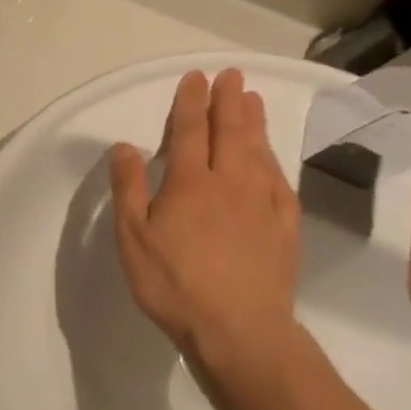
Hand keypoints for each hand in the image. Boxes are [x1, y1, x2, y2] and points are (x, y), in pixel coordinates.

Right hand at [108, 69, 301, 372]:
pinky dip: (273, 160)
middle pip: (230, 132)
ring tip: (253, 100)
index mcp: (190, 183)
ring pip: (258, 151)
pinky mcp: (285, 228)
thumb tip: (125, 146)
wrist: (241, 333)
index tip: (196, 77)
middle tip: (232, 76)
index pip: (190, 131)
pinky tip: (271, 157)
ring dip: (254, 122)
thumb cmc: (176, 284)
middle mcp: (230, 183)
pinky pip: (279, 181)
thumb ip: (129, 188)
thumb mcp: (133, 238)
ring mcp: (262, 204)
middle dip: (229, 101)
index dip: (191, 101)